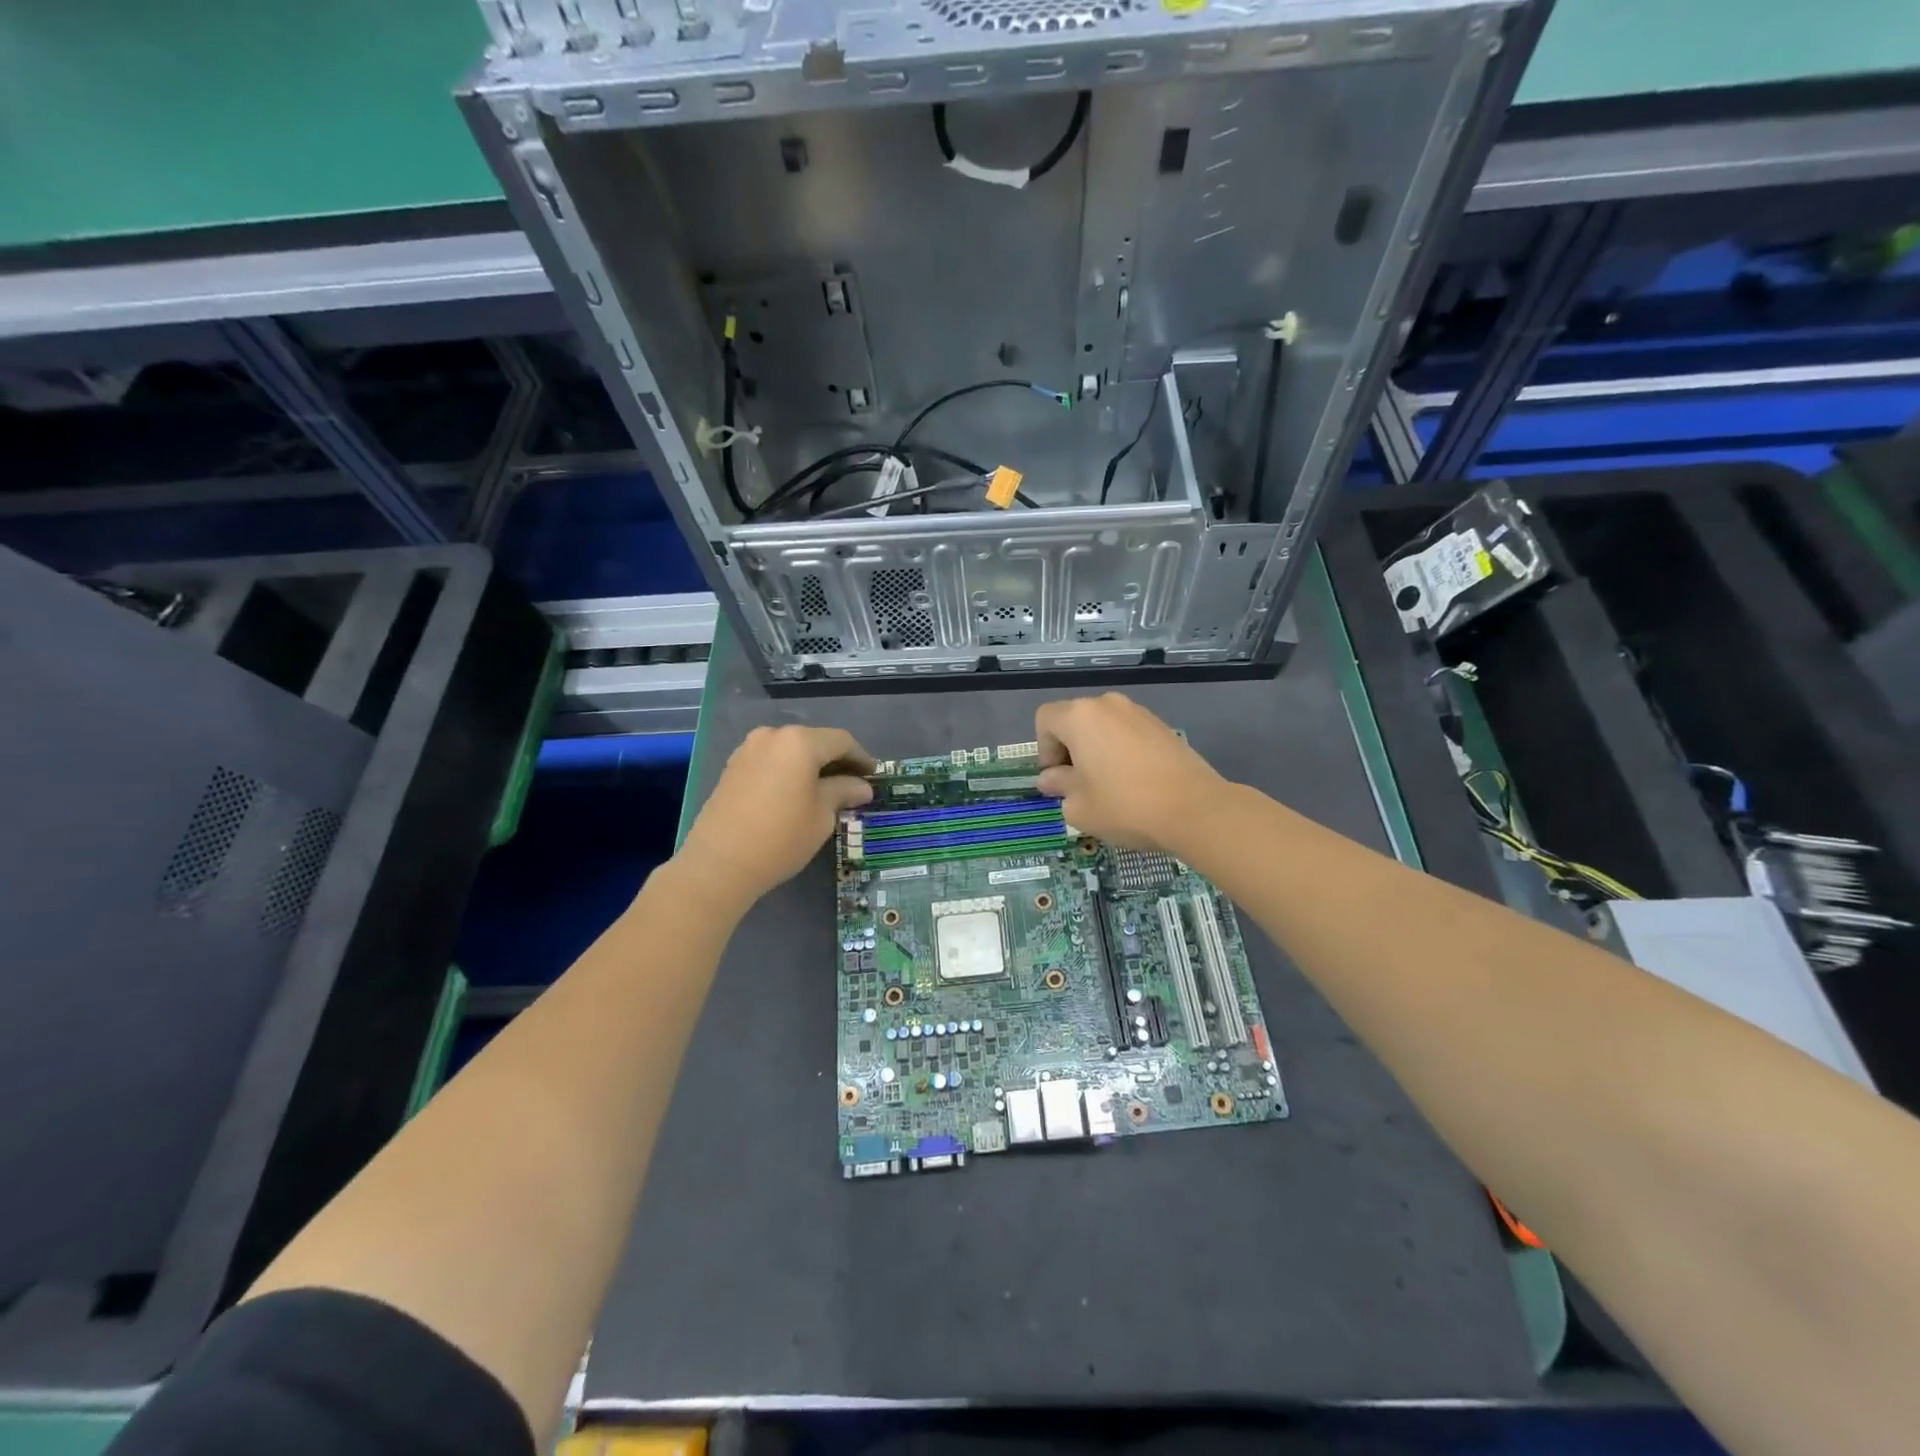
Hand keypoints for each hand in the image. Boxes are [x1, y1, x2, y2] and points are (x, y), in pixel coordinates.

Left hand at [679, 725, 874, 906]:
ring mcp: (748, 750)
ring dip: (810, 766)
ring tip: (826, 790)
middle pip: (814, 742)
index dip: (862, 757)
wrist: (720, 864)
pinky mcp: (733, 767)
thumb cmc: (781, 837)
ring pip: (790, 751)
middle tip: (853, 783)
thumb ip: (843, 792)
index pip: (841, 741)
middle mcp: (772, 736)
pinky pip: (771, 761)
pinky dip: (788, 771)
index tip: (875, 776)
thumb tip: (862, 787)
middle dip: (835, 761)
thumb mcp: (822, 816)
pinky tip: (797, 792)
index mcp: (800, 742)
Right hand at [1035, 694, 1228, 853]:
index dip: (1044, 750)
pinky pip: (1128, 733)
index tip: (1058, 779)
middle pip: (1074, 720)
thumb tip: (1053, 778)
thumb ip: (1058, 786)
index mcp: (1080, 716)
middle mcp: (1108, 704)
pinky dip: (1121, 751)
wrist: (1195, 809)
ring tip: (1108, 785)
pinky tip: (1134, 782)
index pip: (1045, 720)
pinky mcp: (1162, 726)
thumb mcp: (1078, 806)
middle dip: (1069, 749)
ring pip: (1103, 727)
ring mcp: (1139, 712)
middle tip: (1079, 784)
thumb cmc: (1124, 805)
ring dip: (1096, 750)